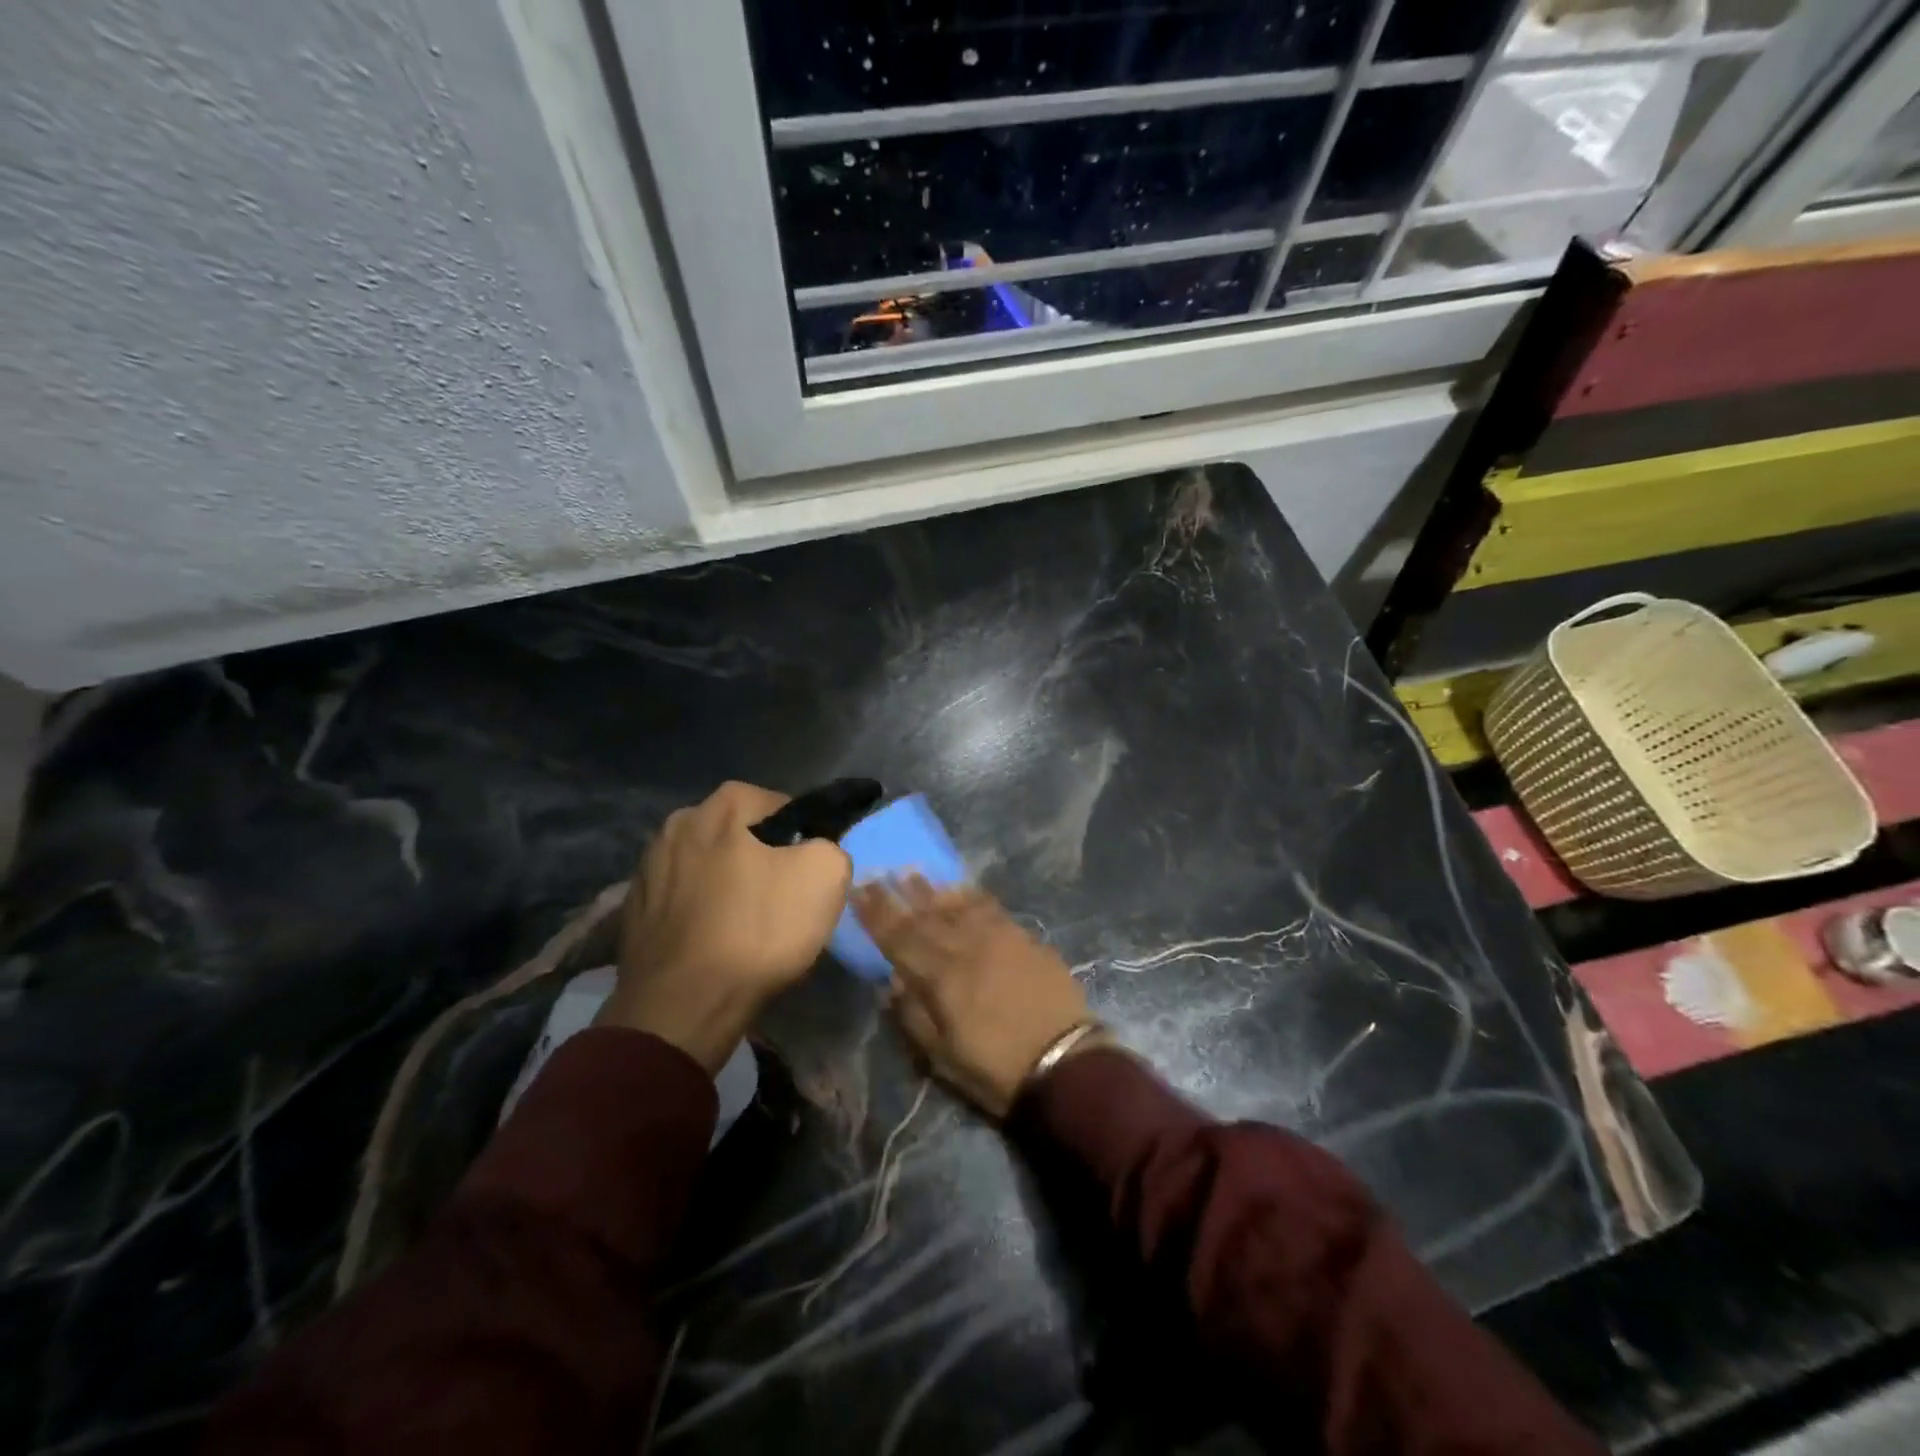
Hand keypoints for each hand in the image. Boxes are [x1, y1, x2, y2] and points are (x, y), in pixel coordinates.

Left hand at [599, 782, 852, 1072]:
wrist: (685, 1004)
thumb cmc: (758, 930)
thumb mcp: (826, 875)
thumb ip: (829, 845)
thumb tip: (815, 850)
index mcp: (723, 805)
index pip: (780, 806)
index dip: (802, 838)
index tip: (808, 873)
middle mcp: (678, 823)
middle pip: (738, 834)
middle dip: (760, 857)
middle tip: (780, 898)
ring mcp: (647, 866)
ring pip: (707, 866)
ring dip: (726, 885)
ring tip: (745, 925)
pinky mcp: (632, 909)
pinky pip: (681, 899)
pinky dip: (699, 912)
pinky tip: (713, 941)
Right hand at [854, 877, 1092, 1118]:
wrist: (1065, 1063)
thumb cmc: (997, 1069)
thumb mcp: (943, 1058)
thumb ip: (914, 1015)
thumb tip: (892, 981)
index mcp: (941, 978)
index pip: (899, 939)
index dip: (876, 914)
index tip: (858, 890)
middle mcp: (966, 948)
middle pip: (925, 916)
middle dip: (898, 895)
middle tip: (879, 872)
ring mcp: (999, 938)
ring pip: (957, 905)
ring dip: (932, 888)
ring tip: (912, 871)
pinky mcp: (1025, 938)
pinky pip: (991, 908)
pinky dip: (971, 896)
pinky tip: (961, 888)